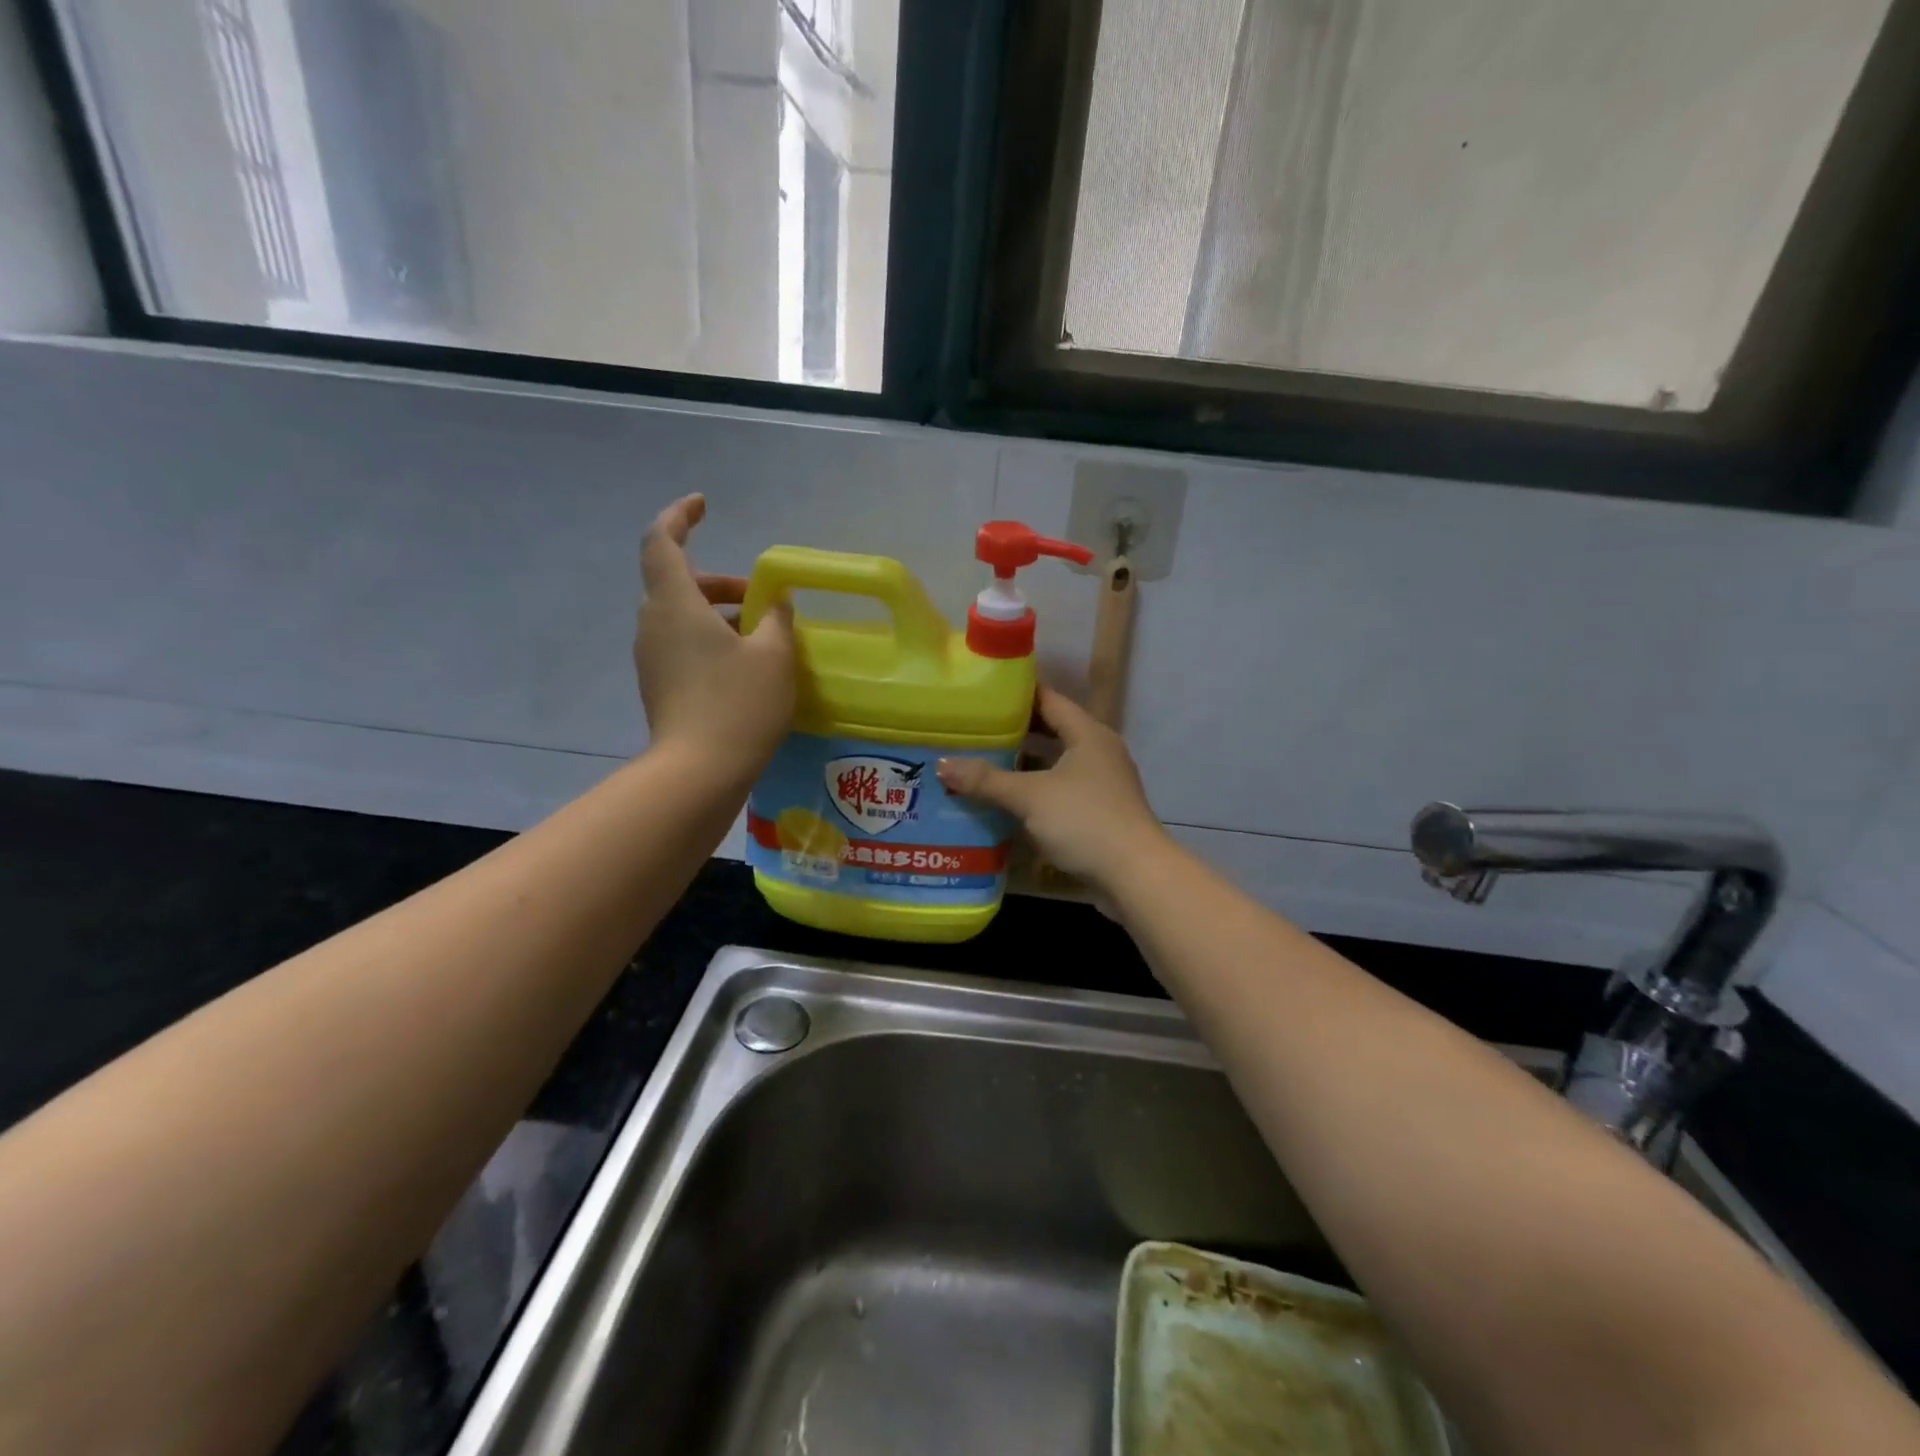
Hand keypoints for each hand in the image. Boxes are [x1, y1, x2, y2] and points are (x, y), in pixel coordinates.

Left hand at [634, 495, 795, 777]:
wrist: (698, 771)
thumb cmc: (739, 704)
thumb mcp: (774, 655)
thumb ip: (777, 619)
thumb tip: (777, 602)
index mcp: (675, 603)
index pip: (662, 541)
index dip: (680, 516)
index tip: (703, 505)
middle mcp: (653, 623)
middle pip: (678, 582)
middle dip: (720, 582)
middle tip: (761, 598)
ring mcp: (651, 657)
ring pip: (680, 616)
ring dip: (718, 614)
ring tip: (762, 637)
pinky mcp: (657, 685)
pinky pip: (681, 645)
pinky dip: (709, 640)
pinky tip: (745, 667)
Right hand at [937, 687, 1169, 896]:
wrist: (1134, 874)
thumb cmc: (1084, 820)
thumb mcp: (1030, 797)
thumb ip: (987, 780)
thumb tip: (943, 765)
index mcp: (1088, 734)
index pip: (1049, 700)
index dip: (1017, 695)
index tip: (982, 693)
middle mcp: (1098, 752)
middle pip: (1052, 731)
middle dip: (1014, 732)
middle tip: (974, 729)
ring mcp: (1102, 783)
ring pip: (1055, 764)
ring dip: (1024, 765)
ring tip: (982, 762)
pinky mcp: (1099, 812)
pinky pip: (1060, 790)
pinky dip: (1035, 791)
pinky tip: (1007, 801)